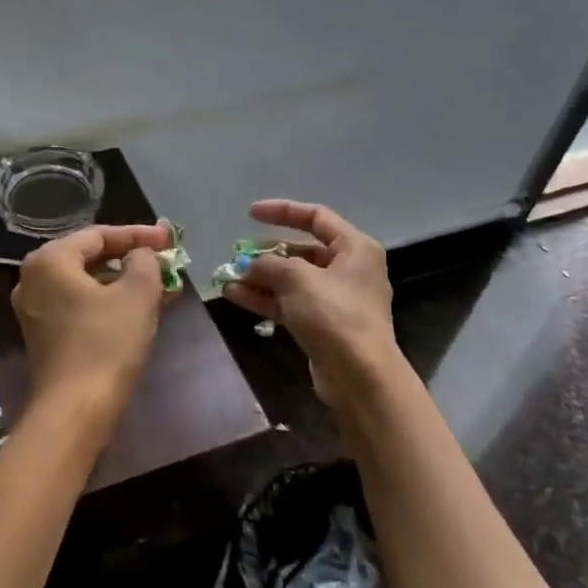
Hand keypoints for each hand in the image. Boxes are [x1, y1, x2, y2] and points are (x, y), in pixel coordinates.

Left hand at [11, 223, 171, 420]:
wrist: (76, 409)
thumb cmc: (106, 343)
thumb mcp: (137, 294)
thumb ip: (144, 261)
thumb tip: (140, 256)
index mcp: (49, 261)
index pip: (98, 235)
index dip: (138, 235)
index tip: (169, 240)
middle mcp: (33, 280)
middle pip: (90, 258)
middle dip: (132, 260)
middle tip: (166, 262)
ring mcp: (35, 310)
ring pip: (88, 285)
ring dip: (125, 284)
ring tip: (163, 287)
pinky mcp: (44, 336)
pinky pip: (81, 307)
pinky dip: (110, 304)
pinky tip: (142, 310)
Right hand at [221, 200, 395, 394]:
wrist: (359, 376)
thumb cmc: (334, 314)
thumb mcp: (297, 279)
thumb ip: (269, 264)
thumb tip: (249, 264)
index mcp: (355, 248)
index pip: (316, 217)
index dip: (282, 211)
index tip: (250, 214)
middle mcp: (349, 269)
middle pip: (302, 251)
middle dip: (266, 253)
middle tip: (237, 255)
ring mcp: (337, 300)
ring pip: (293, 280)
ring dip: (261, 278)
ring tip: (228, 277)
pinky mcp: (324, 325)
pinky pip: (291, 303)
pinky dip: (266, 298)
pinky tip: (235, 296)